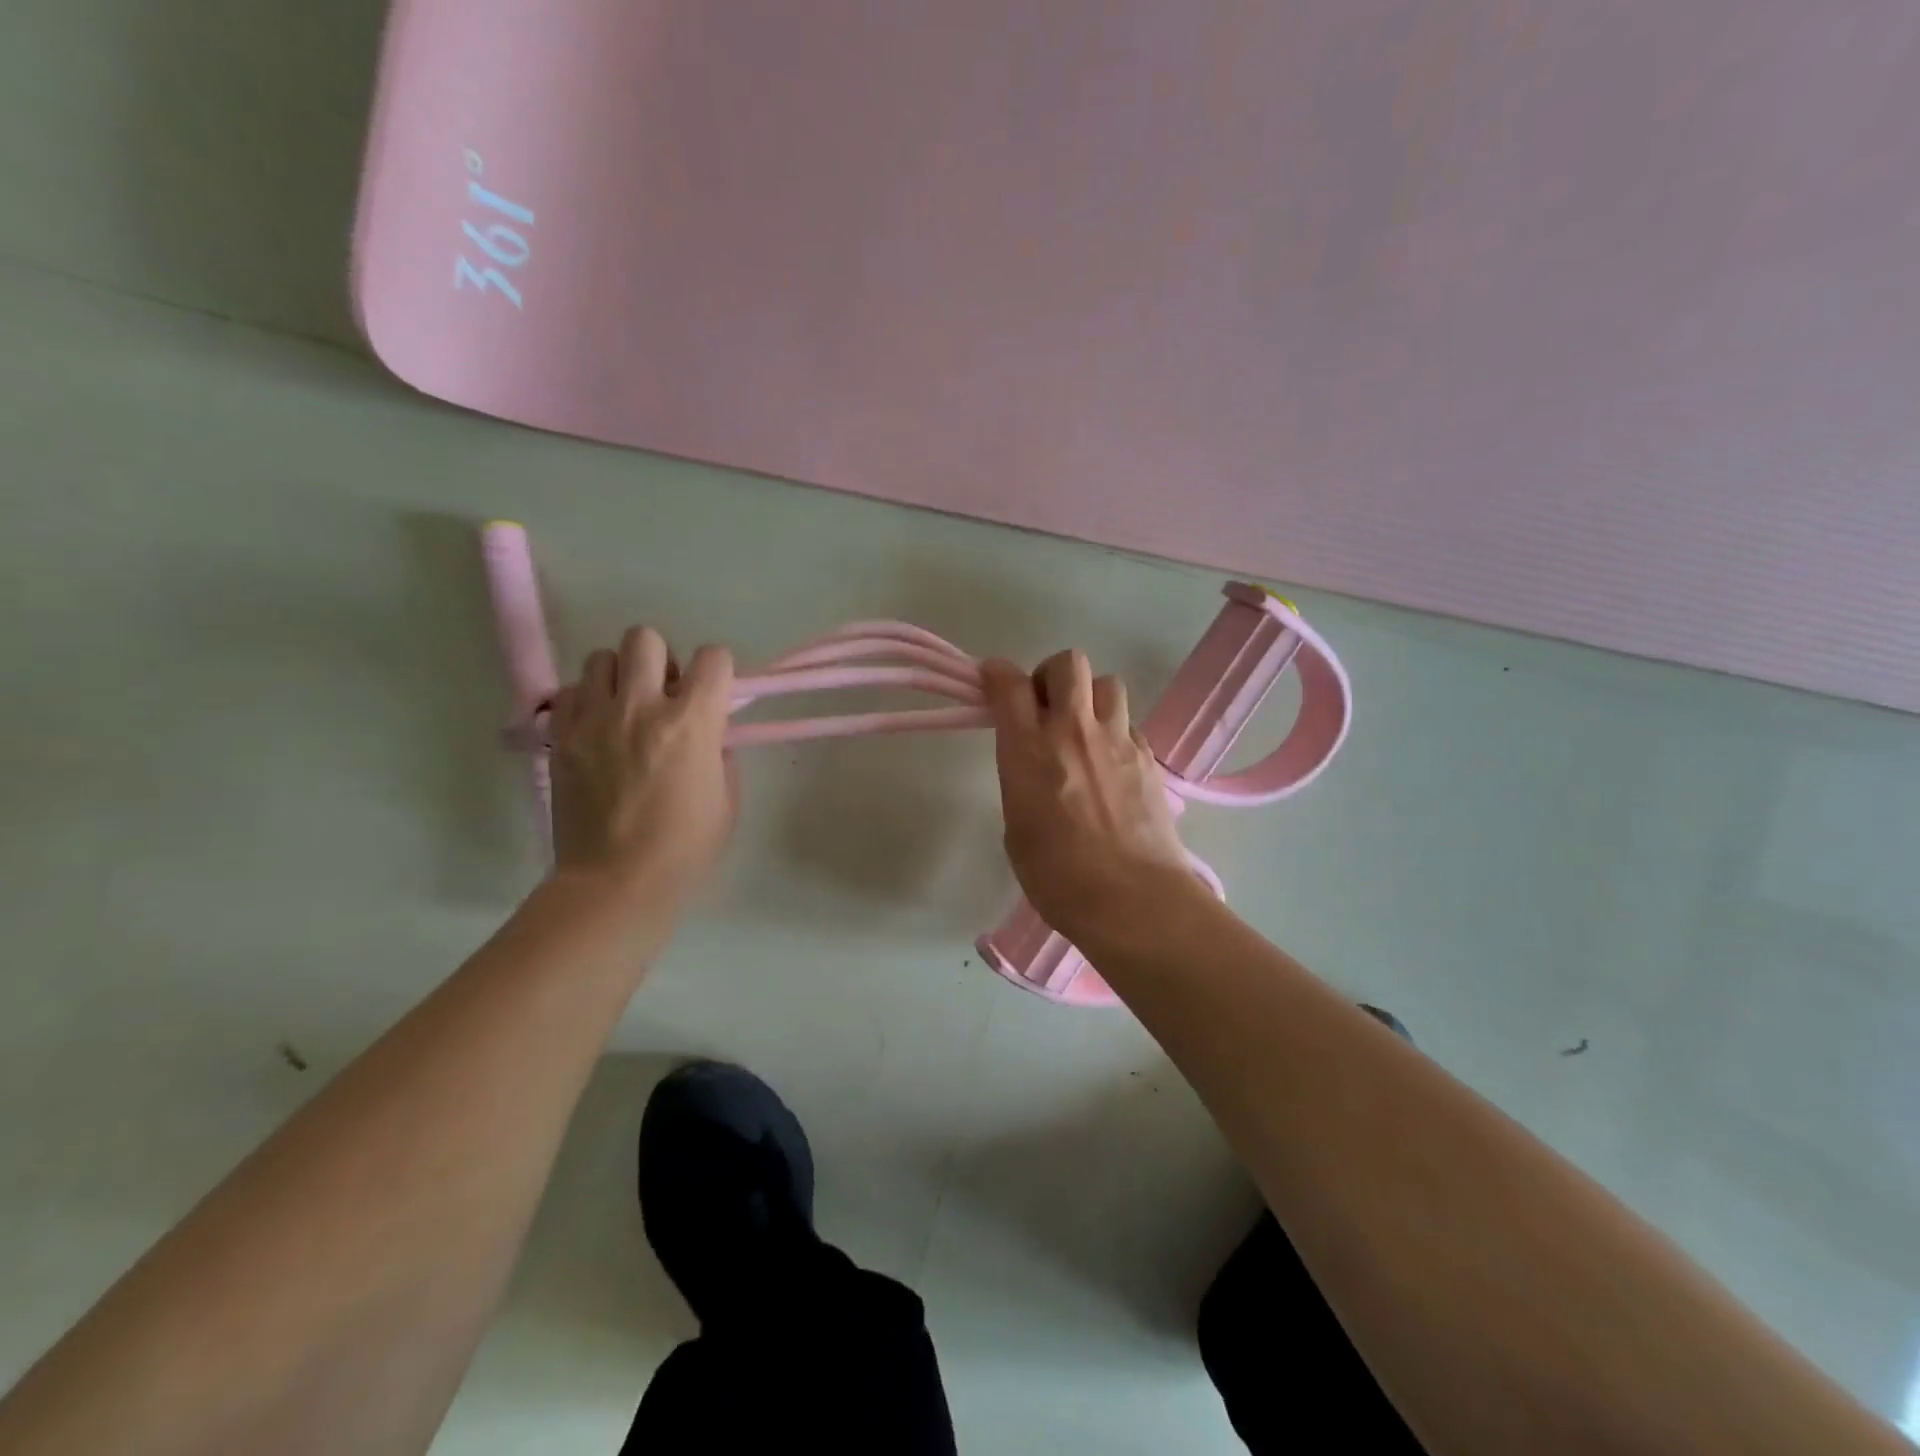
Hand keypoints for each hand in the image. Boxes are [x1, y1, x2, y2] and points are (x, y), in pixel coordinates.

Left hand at [548, 628, 736, 912]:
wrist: (615, 883)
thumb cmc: (685, 847)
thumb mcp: (727, 799)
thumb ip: (720, 752)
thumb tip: (707, 732)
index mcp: (691, 722)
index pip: (713, 657)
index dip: (718, 671)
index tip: (713, 694)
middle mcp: (641, 706)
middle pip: (646, 638)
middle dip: (661, 660)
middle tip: (663, 695)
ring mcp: (594, 719)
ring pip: (601, 657)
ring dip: (619, 676)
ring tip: (624, 709)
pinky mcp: (561, 737)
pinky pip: (569, 691)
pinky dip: (585, 701)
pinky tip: (596, 729)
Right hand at [981, 650, 1197, 942]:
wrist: (1132, 899)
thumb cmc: (1058, 877)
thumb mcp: (1017, 828)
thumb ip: (1022, 782)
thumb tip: (1036, 769)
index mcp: (1029, 749)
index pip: (1009, 684)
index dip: (997, 673)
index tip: (992, 679)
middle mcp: (1073, 731)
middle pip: (1067, 663)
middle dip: (1051, 675)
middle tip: (1046, 707)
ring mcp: (1117, 741)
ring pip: (1107, 683)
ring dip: (1090, 698)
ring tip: (1084, 732)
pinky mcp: (1148, 758)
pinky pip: (1129, 724)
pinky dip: (1115, 733)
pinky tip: (1112, 766)